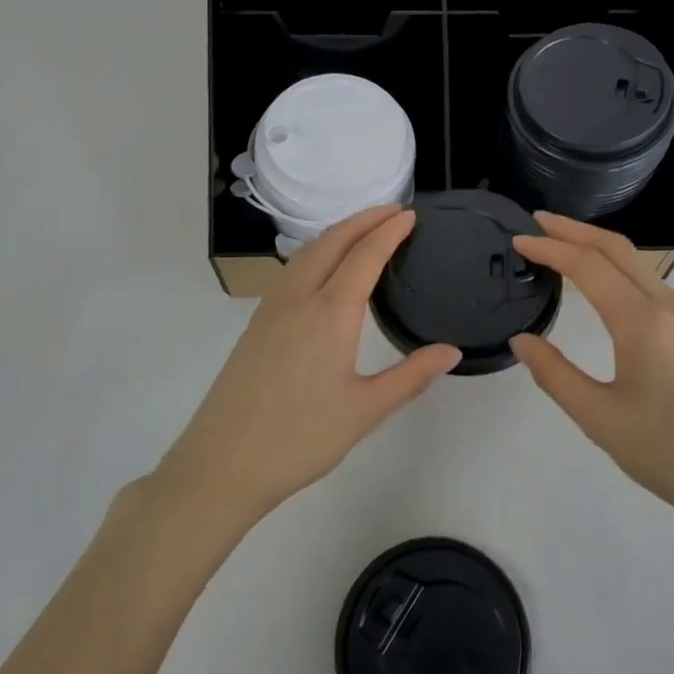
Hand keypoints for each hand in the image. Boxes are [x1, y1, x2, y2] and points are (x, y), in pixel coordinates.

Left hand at [158, 205, 460, 525]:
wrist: (222, 463)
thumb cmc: (300, 438)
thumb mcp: (365, 411)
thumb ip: (411, 377)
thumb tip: (451, 352)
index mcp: (330, 313)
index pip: (365, 256)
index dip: (389, 232)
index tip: (410, 215)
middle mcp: (299, 298)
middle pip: (332, 241)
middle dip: (364, 219)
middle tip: (394, 211)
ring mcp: (272, 308)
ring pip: (307, 251)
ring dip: (338, 232)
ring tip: (363, 230)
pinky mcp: (257, 323)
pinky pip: (291, 269)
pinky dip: (316, 251)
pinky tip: (323, 268)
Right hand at [510, 213, 673, 543]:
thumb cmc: (670, 456)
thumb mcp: (600, 420)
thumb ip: (555, 374)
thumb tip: (522, 340)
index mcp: (644, 324)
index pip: (589, 267)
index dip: (550, 248)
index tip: (518, 239)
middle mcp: (671, 307)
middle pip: (618, 250)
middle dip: (574, 230)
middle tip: (536, 221)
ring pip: (638, 264)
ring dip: (597, 247)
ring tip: (560, 245)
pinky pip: (651, 284)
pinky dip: (617, 269)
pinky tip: (600, 283)